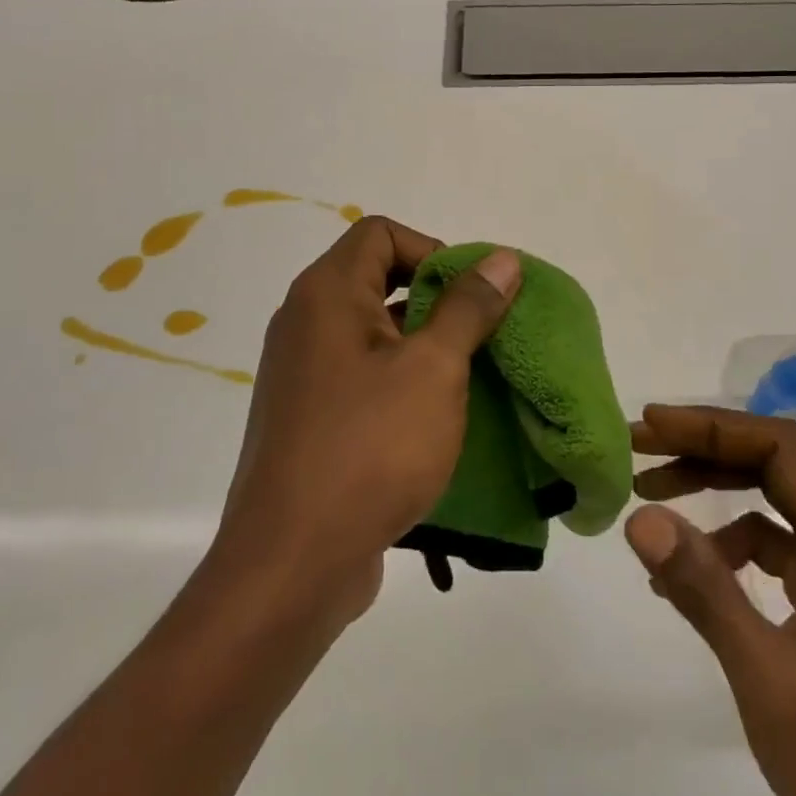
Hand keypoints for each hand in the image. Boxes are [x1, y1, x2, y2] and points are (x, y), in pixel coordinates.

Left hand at [214, 216, 519, 622]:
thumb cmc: (370, 447)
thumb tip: (502, 258)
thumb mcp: (433, 368)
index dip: (431, 249)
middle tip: (478, 334)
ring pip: (372, 331)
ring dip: (422, 343)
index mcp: (327, 294)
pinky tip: (434, 417)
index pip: (380, 233)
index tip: (469, 294)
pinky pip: (361, 375)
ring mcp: (302, 373)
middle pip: (376, 277)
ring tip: (468, 376)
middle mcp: (305, 322)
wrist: (293, 563)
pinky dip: (399, 380)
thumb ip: (468, 307)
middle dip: (434, 298)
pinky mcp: (308, 417)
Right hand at [626, 406, 795, 795]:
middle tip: (638, 447)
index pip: (783, 451)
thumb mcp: (766, 681)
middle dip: (704, 448)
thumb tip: (640, 518)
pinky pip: (773, 537)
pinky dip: (725, 540)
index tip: (652, 425)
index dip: (714, 427)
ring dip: (711, 486)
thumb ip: (705, 591)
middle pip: (775, 462)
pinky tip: (684, 568)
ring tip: (648, 493)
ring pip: (771, 494)